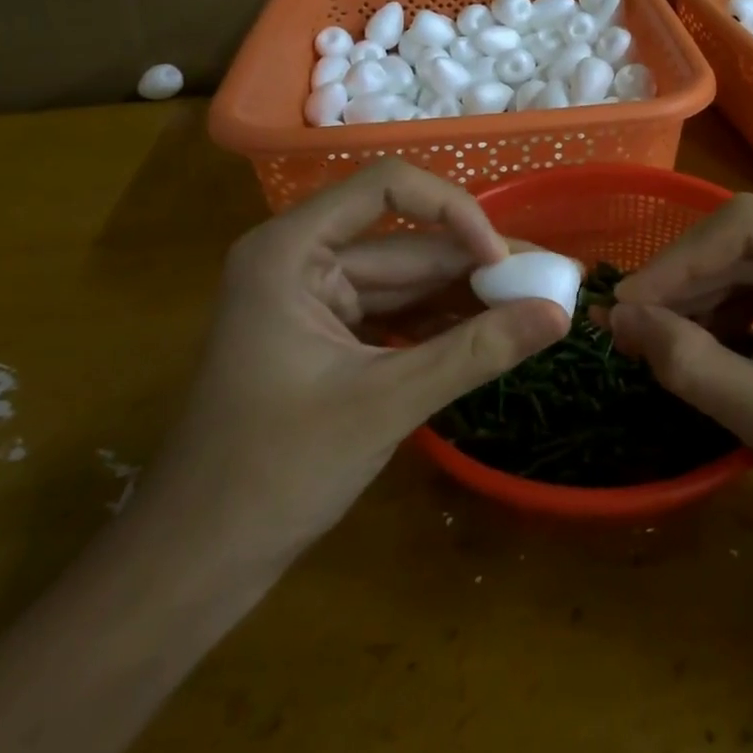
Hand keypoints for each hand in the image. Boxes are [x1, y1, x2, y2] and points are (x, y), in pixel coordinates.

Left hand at [134, 161, 571, 582]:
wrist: (194, 564)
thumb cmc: (272, 474)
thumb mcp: (384, 404)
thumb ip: (475, 353)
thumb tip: (559, 316)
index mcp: (292, 251)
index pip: (387, 189)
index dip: (453, 210)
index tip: (502, 259)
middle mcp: (303, 259)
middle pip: (406, 241)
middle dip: (477, 262)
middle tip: (550, 281)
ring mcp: (316, 299)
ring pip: (409, 279)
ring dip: (468, 294)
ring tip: (536, 305)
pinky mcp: (330, 336)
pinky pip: (398, 313)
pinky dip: (443, 323)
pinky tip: (494, 332)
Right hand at [608, 195, 752, 600]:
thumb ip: (697, 366)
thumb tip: (619, 321)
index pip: (750, 227)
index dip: (677, 263)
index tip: (621, 307)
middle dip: (688, 284)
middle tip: (624, 326)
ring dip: (708, 300)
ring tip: (653, 339)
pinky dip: (740, 316)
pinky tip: (704, 345)